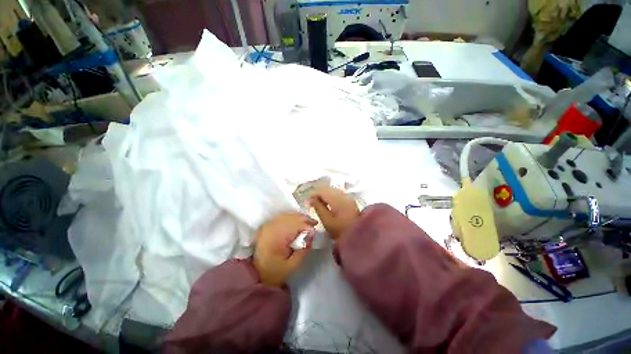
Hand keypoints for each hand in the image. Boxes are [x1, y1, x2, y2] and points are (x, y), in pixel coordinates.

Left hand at [254, 212, 317, 286]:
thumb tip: (312, 233)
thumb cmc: (276, 272)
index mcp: (276, 238)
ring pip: (287, 215)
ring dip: (298, 216)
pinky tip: (297, 220)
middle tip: (314, 223)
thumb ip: (304, 249)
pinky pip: (282, 216)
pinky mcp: (267, 225)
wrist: (257, 274)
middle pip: (291, 217)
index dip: (307, 226)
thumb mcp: (293, 265)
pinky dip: (291, 217)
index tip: (315, 230)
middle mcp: (271, 227)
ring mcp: (268, 225)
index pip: (295, 225)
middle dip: (304, 219)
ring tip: (308, 221)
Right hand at [310, 187, 359, 240]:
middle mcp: (343, 195)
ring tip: (319, 203)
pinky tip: (329, 204)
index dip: (314, 194)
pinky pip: (338, 194)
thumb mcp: (326, 220)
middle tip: (313, 202)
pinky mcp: (350, 201)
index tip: (308, 201)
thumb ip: (318, 207)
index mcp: (336, 199)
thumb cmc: (340, 229)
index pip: (323, 191)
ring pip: (333, 191)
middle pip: (328, 189)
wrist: (358, 235)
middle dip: (319, 194)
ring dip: (325, 195)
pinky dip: (331, 197)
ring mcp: (348, 197)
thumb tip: (312, 198)